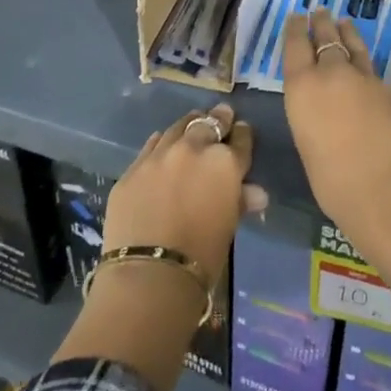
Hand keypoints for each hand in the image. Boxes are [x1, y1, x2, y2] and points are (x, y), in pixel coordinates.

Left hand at [103, 104, 264, 282]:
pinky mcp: (133, 168)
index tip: (241, 131)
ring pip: (178, 127)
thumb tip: (256, 193)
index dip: (242, 135)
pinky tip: (163, 146)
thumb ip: (240, 200)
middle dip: (217, 120)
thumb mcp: (228, 226)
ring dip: (189, 126)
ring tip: (193, 125)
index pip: (240, 140)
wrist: (149, 274)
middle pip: (209, 124)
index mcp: (225, 163)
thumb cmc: (202, 256)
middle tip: (221, 116)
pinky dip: (162, 143)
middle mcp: (193, 149)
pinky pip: (152, 145)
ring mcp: (160, 155)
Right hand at [282, 11, 390, 242]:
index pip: (296, 46)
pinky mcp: (390, 90)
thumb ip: (311, 112)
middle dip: (322, 23)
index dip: (296, 29)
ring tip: (344, 22)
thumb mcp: (306, 141)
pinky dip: (366, 63)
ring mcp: (365, 78)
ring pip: (354, 46)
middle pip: (326, 38)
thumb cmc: (331, 179)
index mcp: (303, 87)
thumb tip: (323, 105)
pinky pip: (373, 70)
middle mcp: (332, 73)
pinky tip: (366, 66)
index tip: (296, 17)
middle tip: (320, 11)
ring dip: (347, 33)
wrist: (383, 188)